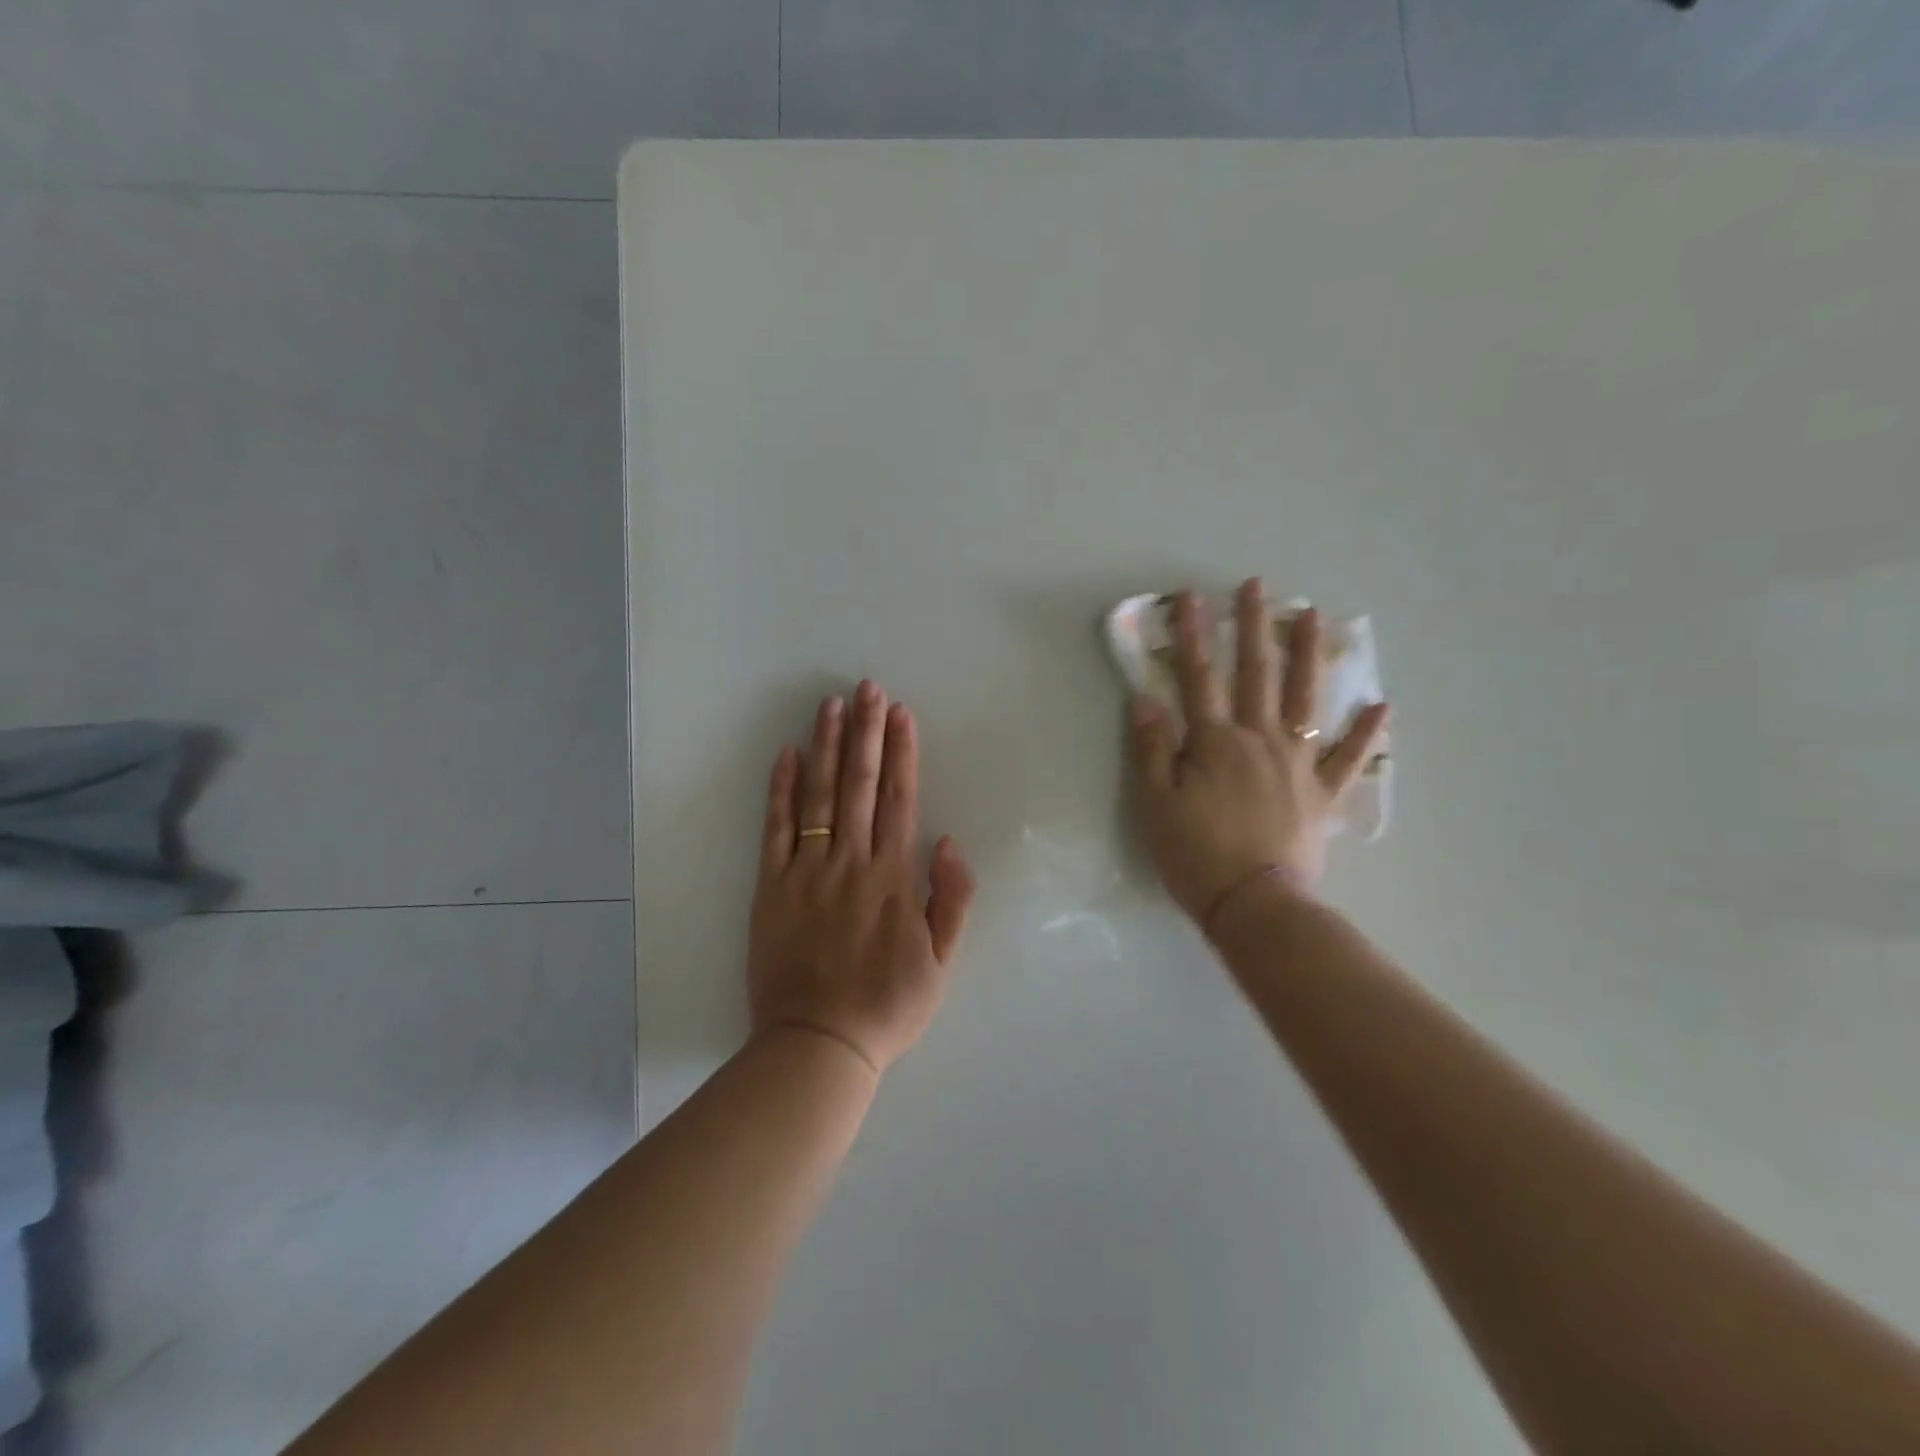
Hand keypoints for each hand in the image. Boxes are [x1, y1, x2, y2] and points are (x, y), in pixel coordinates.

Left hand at [748, 682, 976, 1074]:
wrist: (818, 1044)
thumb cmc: (887, 1005)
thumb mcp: (941, 962)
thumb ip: (950, 899)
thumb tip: (948, 841)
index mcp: (894, 877)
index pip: (900, 799)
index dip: (902, 752)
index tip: (901, 714)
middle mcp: (852, 862)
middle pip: (861, 784)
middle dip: (866, 732)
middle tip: (868, 688)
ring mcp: (808, 871)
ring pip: (819, 795)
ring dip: (826, 746)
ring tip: (831, 705)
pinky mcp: (772, 886)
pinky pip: (776, 829)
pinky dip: (780, 790)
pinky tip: (786, 755)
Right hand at [1130, 581, 1388, 924]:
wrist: (1254, 904)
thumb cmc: (1195, 854)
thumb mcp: (1155, 804)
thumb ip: (1152, 750)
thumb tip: (1146, 699)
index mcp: (1215, 741)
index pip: (1198, 676)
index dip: (1191, 634)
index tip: (1190, 596)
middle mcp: (1260, 738)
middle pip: (1255, 673)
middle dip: (1253, 626)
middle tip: (1258, 586)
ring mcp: (1298, 762)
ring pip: (1306, 698)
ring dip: (1307, 654)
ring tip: (1314, 616)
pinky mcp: (1323, 792)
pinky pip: (1348, 757)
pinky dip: (1367, 732)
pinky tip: (1382, 705)